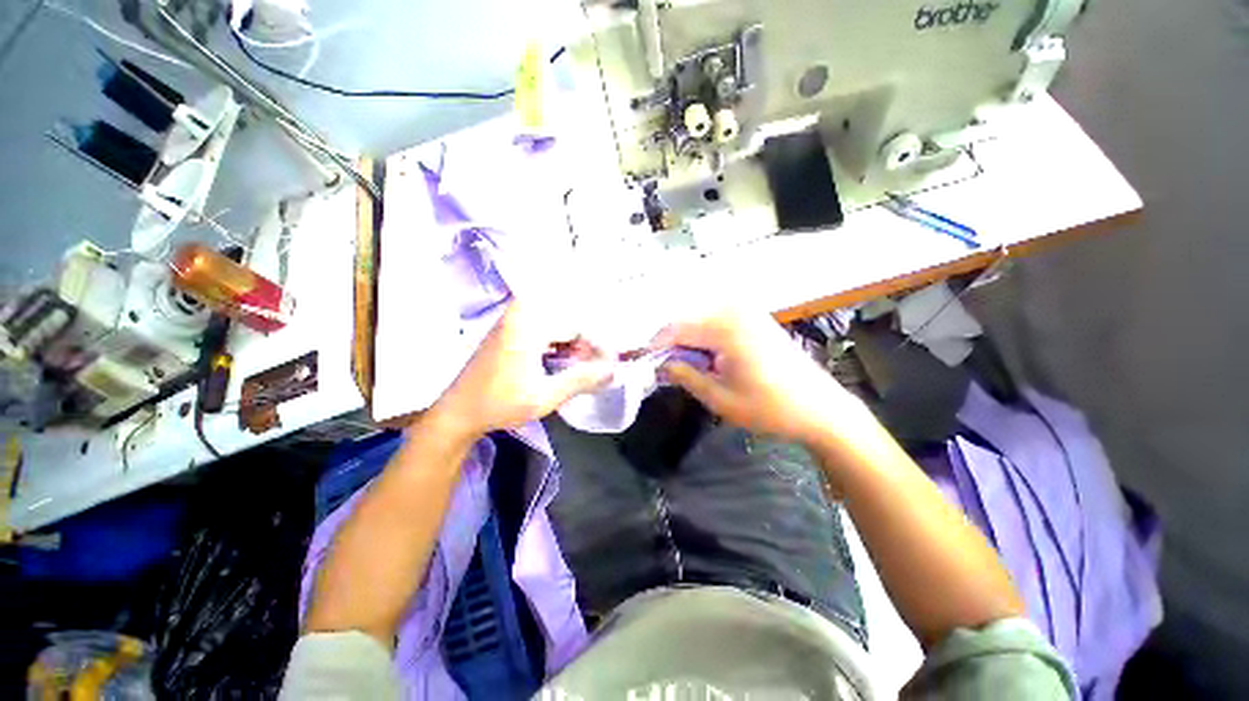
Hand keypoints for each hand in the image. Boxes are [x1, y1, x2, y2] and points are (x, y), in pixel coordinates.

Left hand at [426, 301, 614, 442]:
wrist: (459, 410)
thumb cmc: (499, 404)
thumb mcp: (545, 397)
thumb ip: (581, 380)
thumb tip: (613, 370)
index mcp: (529, 323)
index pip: (579, 327)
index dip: (598, 348)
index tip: (609, 367)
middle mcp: (522, 311)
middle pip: (570, 323)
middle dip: (586, 347)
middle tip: (596, 371)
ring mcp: (516, 317)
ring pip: (560, 327)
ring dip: (574, 348)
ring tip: (580, 371)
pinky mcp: (513, 326)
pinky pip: (547, 330)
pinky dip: (559, 346)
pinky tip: (561, 364)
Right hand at [661, 309, 860, 445]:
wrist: (820, 409)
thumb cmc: (769, 408)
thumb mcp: (720, 398)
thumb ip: (685, 376)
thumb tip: (660, 364)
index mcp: (726, 328)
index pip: (677, 329)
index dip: (656, 345)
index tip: (643, 361)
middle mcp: (736, 310)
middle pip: (689, 321)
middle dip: (671, 343)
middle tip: (663, 367)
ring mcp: (749, 312)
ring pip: (702, 320)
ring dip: (689, 340)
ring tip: (683, 365)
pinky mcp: (757, 318)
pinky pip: (719, 321)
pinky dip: (706, 337)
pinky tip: (707, 357)